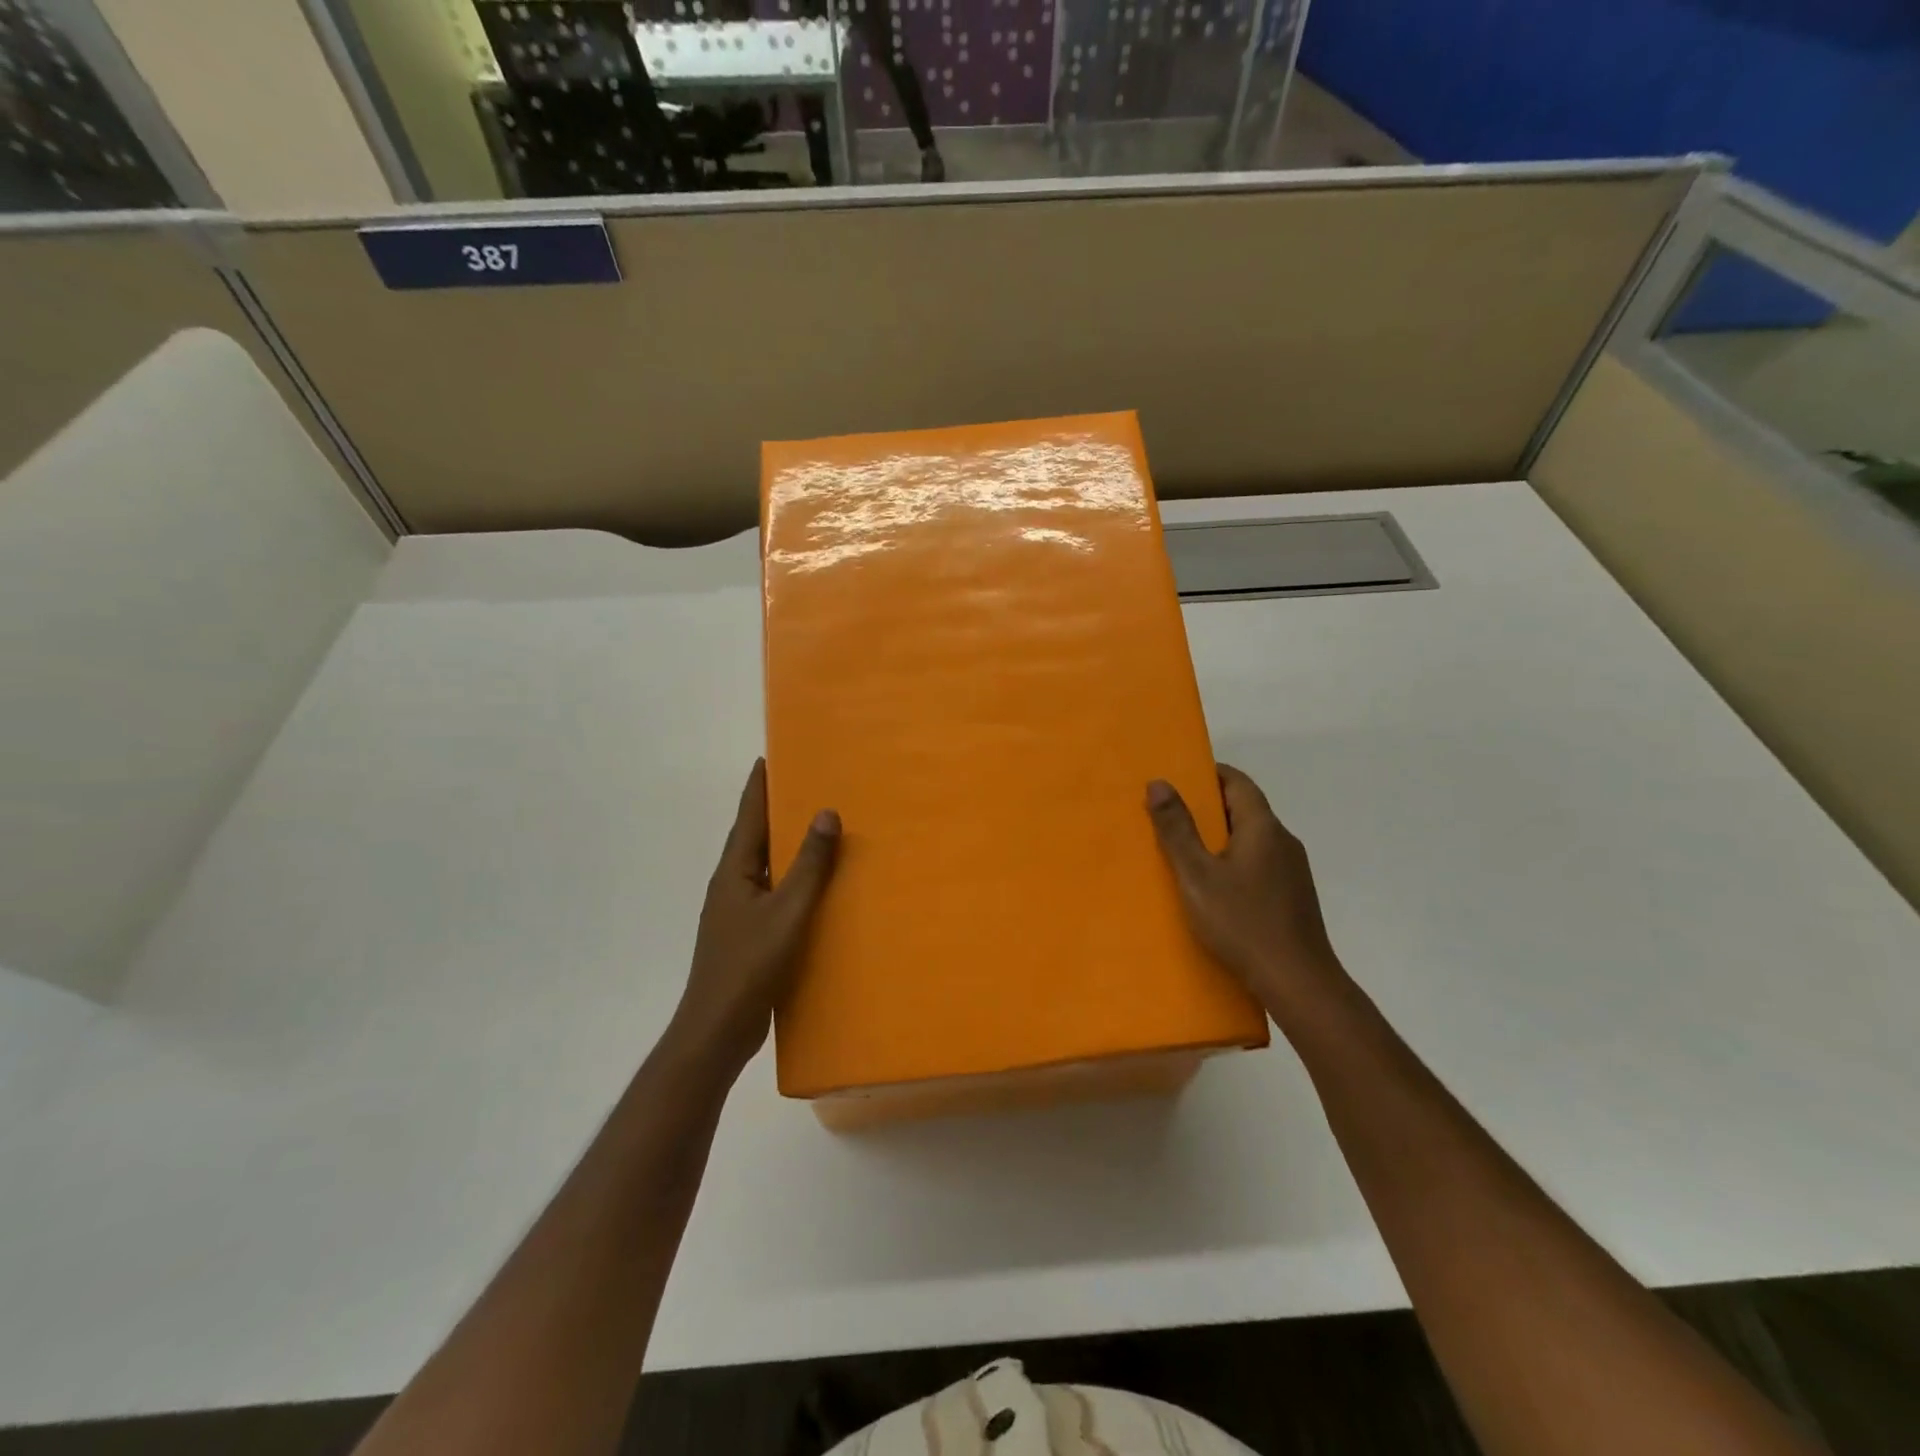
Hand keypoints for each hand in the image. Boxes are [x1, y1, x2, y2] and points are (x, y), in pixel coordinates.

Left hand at [668, 760, 839, 1075]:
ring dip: (786, 847)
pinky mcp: (748, 936)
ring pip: (765, 868)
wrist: (717, 1030)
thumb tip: (826, 812)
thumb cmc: (749, 965)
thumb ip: (809, 864)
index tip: (769, 757)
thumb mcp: (787, 911)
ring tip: (817, 830)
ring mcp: (737, 913)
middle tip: (806, 786)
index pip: (748, 817)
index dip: (758, 787)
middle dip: (776, 811)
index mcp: (734, 872)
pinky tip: (816, 889)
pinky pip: (774, 895)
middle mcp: (731, 886)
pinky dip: (792, 881)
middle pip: (755, 838)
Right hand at [1146, 764, 1349, 1029]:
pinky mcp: (1292, 896)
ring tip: (1185, 850)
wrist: (1298, 982)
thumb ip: (1177, 829)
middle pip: (1246, 809)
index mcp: (1263, 827)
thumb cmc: (1242, 922)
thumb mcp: (1197, 875)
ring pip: (1252, 839)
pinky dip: (1234, 861)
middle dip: (1209, 807)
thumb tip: (1159, 782)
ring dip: (1221, 836)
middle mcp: (1283, 841)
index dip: (1209, 774)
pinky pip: (1259, 863)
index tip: (1178, 778)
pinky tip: (1214, 886)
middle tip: (1170, 814)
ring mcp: (1293, 870)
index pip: (1238, 782)